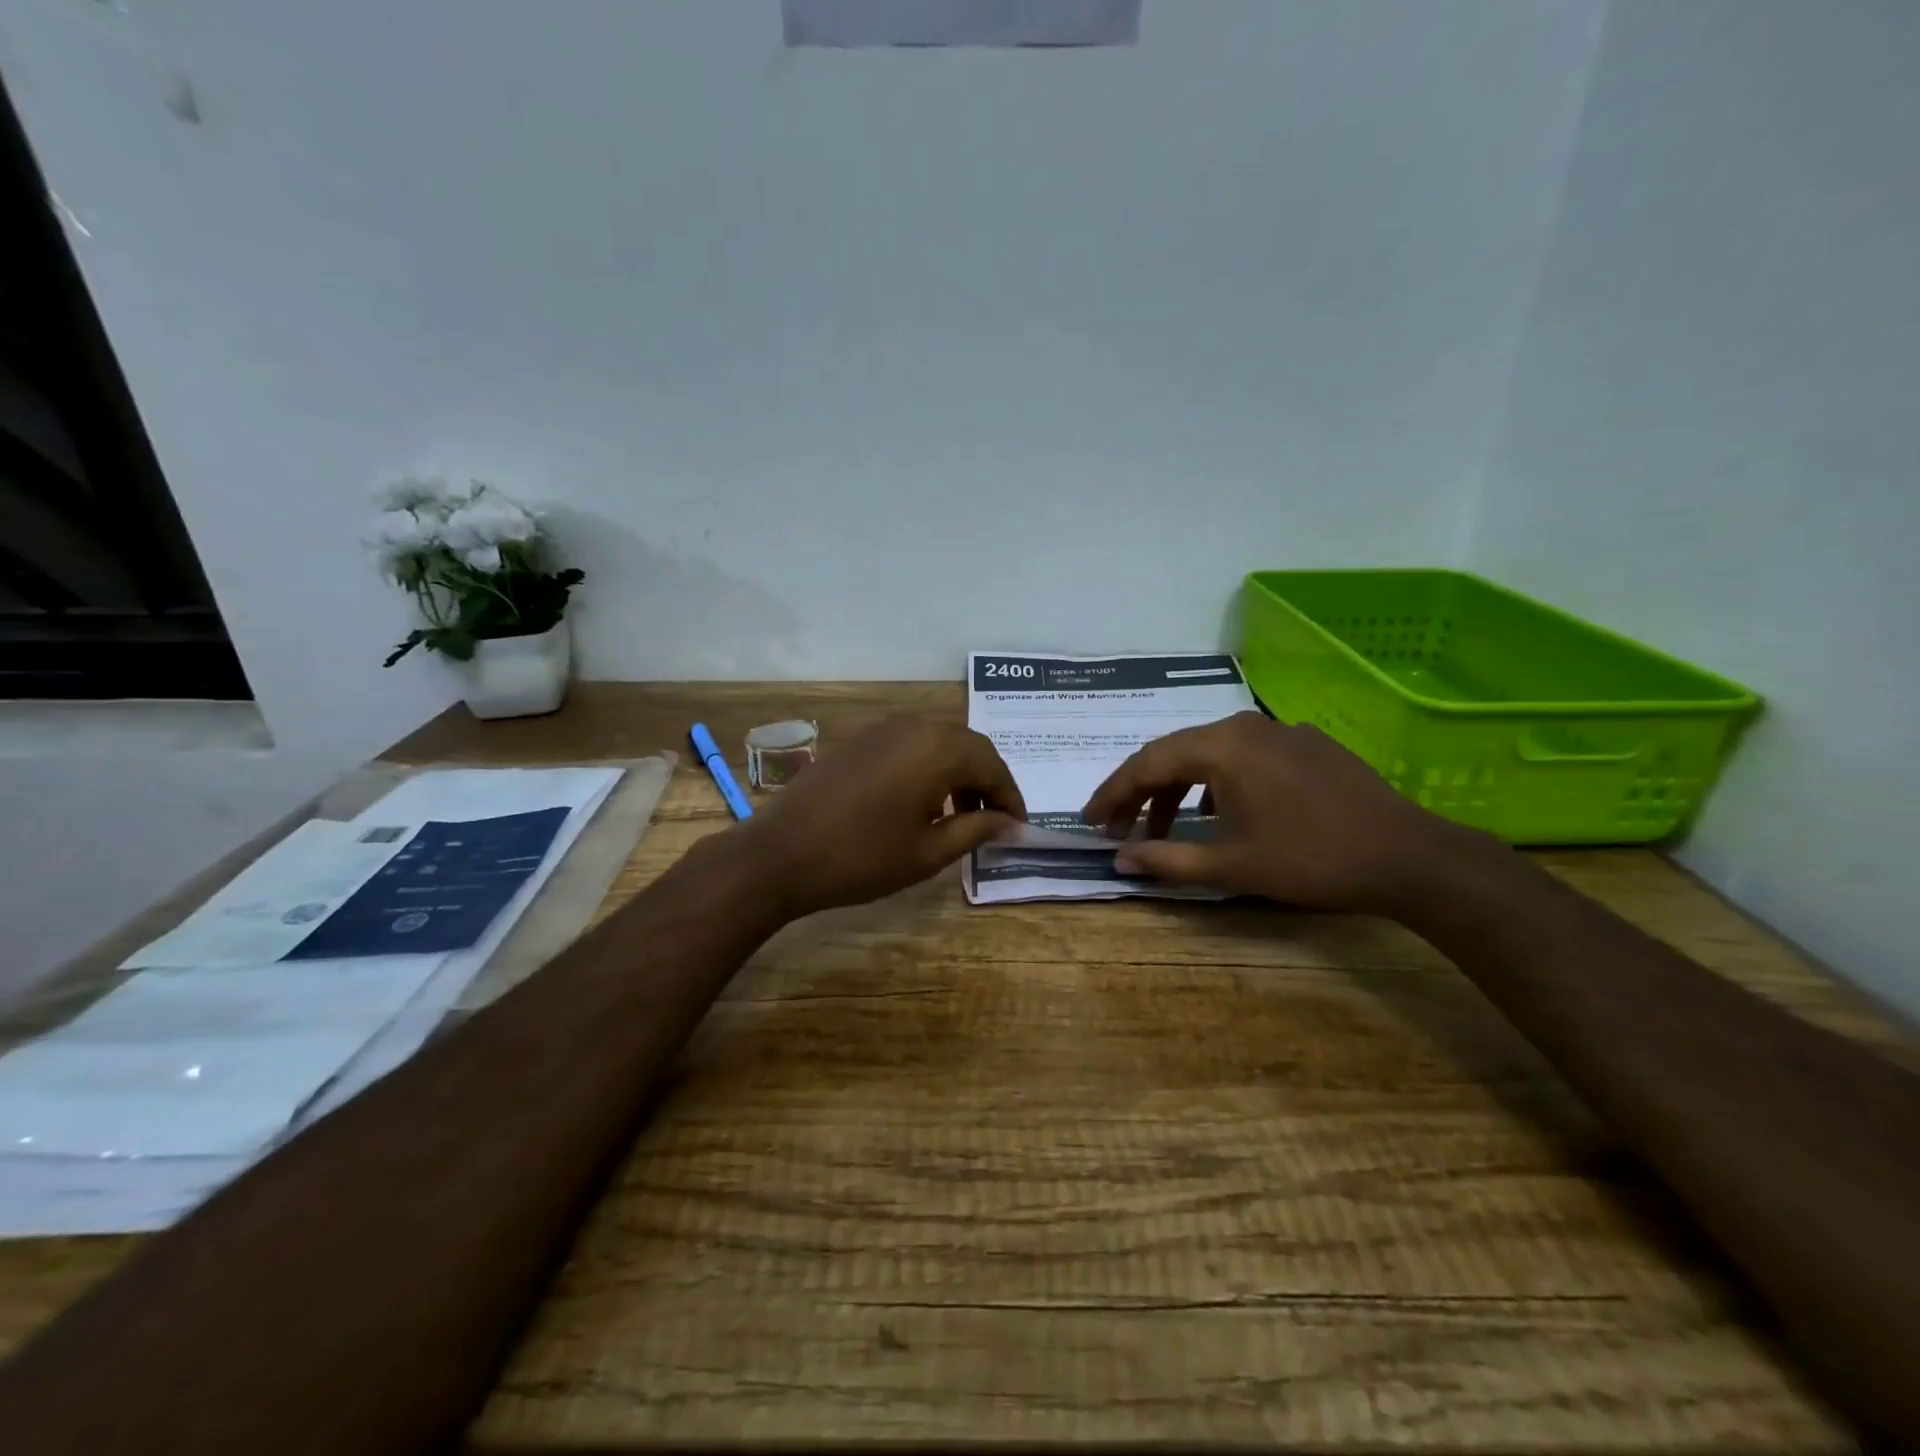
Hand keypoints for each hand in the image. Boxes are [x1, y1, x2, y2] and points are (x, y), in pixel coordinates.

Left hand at [732, 715, 1025, 918]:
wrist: (780, 853)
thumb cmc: (862, 858)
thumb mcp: (928, 852)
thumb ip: (976, 830)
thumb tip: (1011, 824)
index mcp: (938, 749)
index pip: (992, 765)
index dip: (1010, 797)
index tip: (1018, 827)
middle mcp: (915, 726)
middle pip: (968, 747)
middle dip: (987, 783)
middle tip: (993, 821)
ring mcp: (883, 729)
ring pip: (938, 743)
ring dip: (958, 774)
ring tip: (960, 817)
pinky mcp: (860, 740)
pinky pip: (910, 745)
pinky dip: (928, 768)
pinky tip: (921, 803)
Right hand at [1080, 711, 1468, 912]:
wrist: (1409, 856)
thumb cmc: (1311, 860)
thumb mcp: (1232, 866)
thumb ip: (1167, 859)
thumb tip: (1119, 860)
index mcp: (1220, 746)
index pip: (1146, 764)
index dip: (1112, 794)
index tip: (1090, 822)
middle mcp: (1242, 726)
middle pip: (1173, 753)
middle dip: (1140, 793)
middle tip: (1119, 829)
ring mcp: (1277, 731)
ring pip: (1207, 755)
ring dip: (1178, 790)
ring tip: (1164, 828)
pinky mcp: (1304, 744)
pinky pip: (1241, 757)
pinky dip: (1215, 784)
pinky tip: (1217, 813)